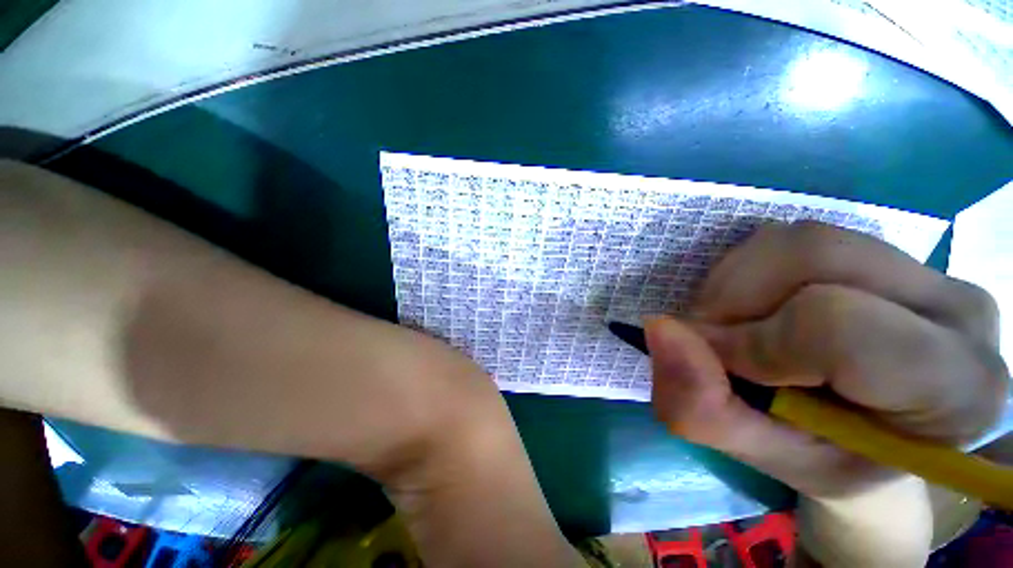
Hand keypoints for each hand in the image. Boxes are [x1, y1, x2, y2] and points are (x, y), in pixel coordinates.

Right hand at [647, 221, 1008, 496]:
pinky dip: (745, 271)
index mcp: (953, 388)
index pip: (838, 328)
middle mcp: (957, 309)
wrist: (869, 433)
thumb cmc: (825, 457)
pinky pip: (792, 238)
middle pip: (815, 256)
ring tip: (735, 326)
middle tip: (716, 341)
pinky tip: (753, 307)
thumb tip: (657, 328)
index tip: (719, 366)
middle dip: (735, 300)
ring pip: (798, 239)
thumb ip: (703, 406)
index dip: (754, 344)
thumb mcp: (763, 456)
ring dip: (735, 283)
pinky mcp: (882, 250)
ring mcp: (923, 269)